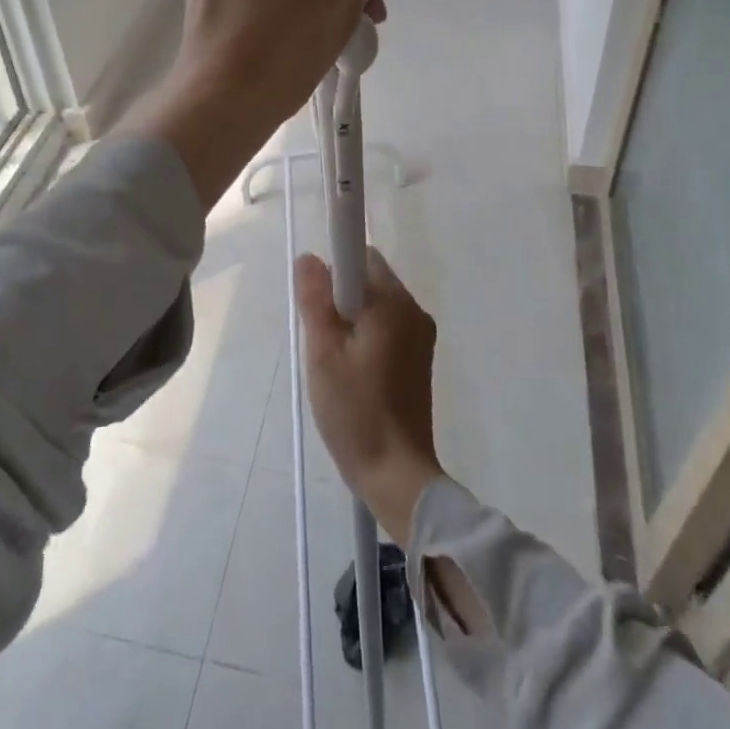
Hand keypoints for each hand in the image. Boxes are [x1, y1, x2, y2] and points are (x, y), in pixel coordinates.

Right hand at [296, 250, 442, 544]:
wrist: (396, 473)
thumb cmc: (355, 411)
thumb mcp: (323, 354)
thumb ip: (315, 300)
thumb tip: (309, 257)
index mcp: (392, 304)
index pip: (361, 255)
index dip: (335, 268)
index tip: (318, 300)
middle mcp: (413, 310)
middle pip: (370, 279)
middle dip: (341, 297)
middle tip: (322, 339)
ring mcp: (420, 334)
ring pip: (377, 304)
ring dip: (353, 318)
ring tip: (336, 361)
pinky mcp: (420, 356)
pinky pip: (388, 326)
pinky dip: (367, 335)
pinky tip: (354, 372)